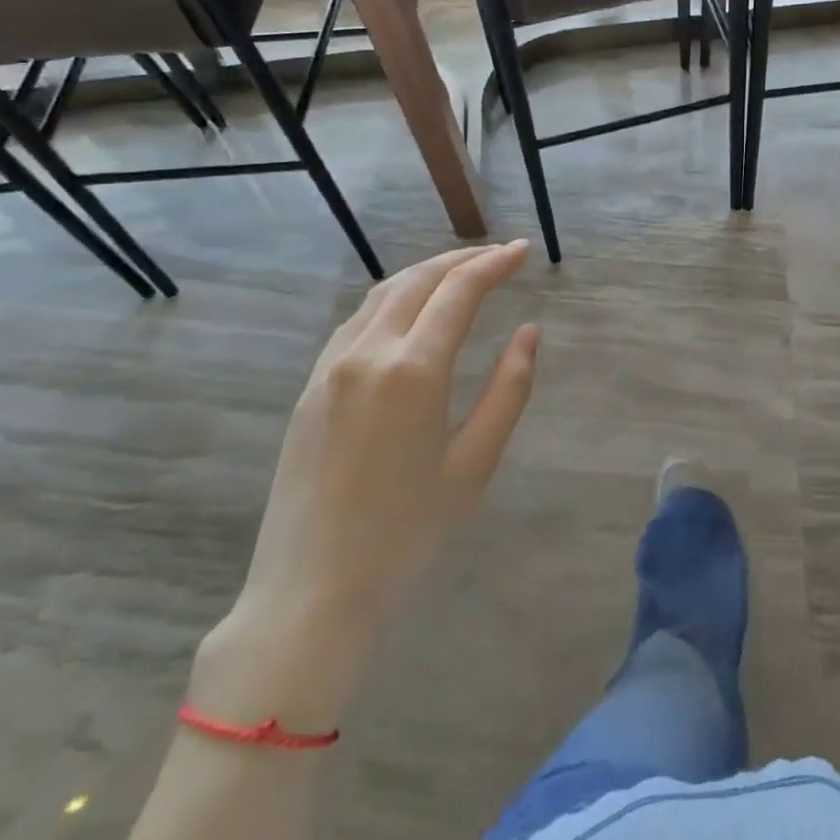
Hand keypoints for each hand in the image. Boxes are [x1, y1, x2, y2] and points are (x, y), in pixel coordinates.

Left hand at [196, 242, 537, 725]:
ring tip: (460, 274)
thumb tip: (529, 332)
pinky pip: (357, 322)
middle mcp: (367, 353)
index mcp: (413, 370)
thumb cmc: (408, 530)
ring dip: (425, 274)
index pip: (459, 292)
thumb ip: (509, 389)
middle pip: (418, 281)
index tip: (522, 250)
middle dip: (461, 259)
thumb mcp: (475, 462)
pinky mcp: (311, 388)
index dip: (494, 264)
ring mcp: (331, 368)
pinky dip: (393, 300)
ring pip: (382, 295)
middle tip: (498, 256)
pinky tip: (409, 314)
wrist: (312, 588)